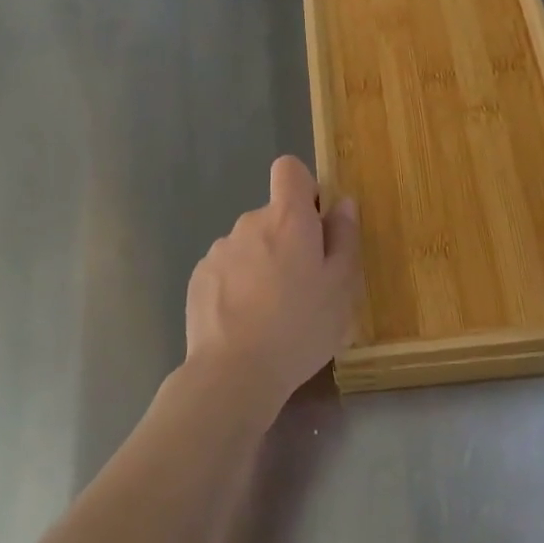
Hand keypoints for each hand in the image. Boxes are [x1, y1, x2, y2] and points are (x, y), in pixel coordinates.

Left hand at [183, 156, 361, 414]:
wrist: (233, 373)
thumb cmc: (300, 327)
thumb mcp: (341, 286)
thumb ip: (344, 237)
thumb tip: (342, 203)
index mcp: (287, 219)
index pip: (289, 170)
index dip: (305, 188)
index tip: (316, 224)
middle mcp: (249, 223)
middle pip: (273, 214)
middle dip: (289, 239)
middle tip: (305, 285)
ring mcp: (219, 250)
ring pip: (250, 244)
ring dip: (263, 263)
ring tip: (273, 311)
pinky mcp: (199, 277)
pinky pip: (228, 268)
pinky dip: (239, 284)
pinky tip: (246, 321)